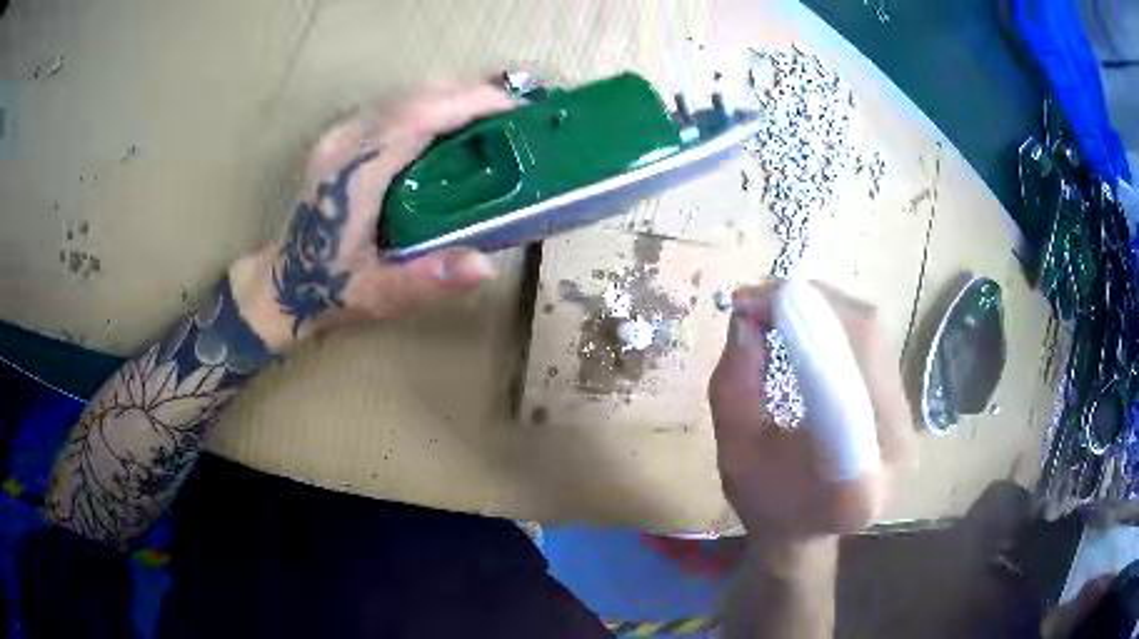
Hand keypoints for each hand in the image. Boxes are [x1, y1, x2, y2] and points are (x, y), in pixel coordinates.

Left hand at [231, 82, 516, 349]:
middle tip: (514, 113)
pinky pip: (394, 104)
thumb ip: (425, 280)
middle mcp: (345, 141)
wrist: (282, 282)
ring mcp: (340, 134)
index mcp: (354, 172)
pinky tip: (451, 122)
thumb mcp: (377, 295)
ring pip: (405, 94)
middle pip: (415, 95)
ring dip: (452, 95)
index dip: (469, 103)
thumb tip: (485, 266)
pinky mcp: (342, 136)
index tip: (515, 108)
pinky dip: (431, 103)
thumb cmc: (328, 289)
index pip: (417, 116)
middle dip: (469, 93)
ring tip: (492, 114)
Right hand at [708, 280, 913, 539]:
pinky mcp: (906, 411)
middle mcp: (897, 447)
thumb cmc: (765, 505)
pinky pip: (876, 348)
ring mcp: (909, 426)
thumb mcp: (733, 453)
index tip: (752, 304)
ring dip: (826, 309)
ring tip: (783, 308)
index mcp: (856, 480)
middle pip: (868, 342)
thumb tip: (745, 317)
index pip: (841, 380)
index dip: (801, 325)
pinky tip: (811, 326)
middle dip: (813, 304)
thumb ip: (734, 386)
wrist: (804, 534)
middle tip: (763, 298)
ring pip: (876, 337)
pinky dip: (839, 325)